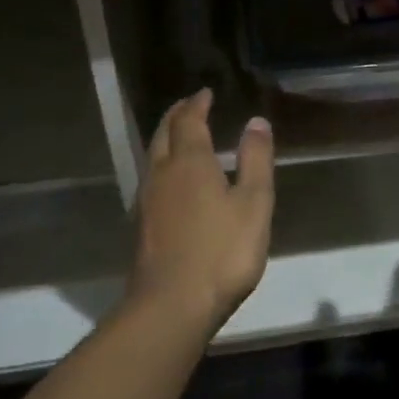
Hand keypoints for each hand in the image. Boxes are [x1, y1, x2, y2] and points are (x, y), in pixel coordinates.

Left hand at [128, 88, 274, 328]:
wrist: (171, 305)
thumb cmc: (222, 252)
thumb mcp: (254, 204)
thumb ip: (255, 160)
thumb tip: (256, 121)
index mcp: (190, 162)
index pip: (189, 121)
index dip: (197, 104)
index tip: (206, 93)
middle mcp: (162, 173)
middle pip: (164, 133)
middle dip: (177, 115)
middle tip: (190, 105)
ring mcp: (147, 200)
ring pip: (153, 156)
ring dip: (166, 138)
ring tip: (182, 136)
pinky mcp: (142, 225)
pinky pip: (151, 179)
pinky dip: (163, 164)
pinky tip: (173, 181)